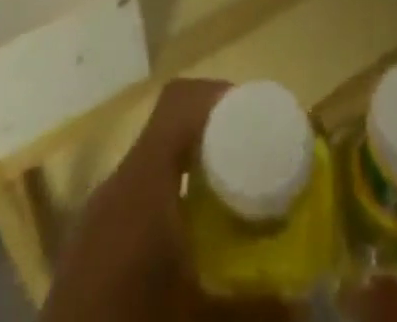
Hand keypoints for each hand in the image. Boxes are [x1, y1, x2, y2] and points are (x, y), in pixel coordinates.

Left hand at [41, 78, 295, 321]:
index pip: (180, 100)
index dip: (221, 96)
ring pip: (154, 164)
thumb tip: (307, 304)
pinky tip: (195, 242)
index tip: (260, 118)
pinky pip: (138, 198)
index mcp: (142, 183)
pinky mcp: (89, 250)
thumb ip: (259, 308)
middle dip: (218, 136)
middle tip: (259, 161)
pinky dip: (172, 200)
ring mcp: (97, 217)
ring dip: (195, 169)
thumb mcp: (204, 321)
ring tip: (234, 200)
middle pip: (170, 129)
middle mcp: (117, 186)